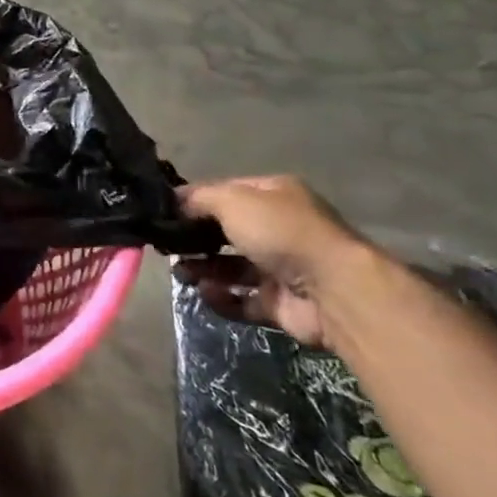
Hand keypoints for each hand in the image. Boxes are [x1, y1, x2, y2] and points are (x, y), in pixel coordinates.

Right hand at [178, 175, 375, 348]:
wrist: (332, 289)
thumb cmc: (279, 232)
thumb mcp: (232, 200)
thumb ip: (198, 198)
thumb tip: (173, 202)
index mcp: (273, 195)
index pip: (226, 193)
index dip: (194, 201)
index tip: (164, 213)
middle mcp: (279, 228)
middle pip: (226, 232)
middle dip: (195, 239)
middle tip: (167, 248)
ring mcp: (281, 268)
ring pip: (232, 267)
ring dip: (204, 269)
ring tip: (181, 273)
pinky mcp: (281, 304)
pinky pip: (242, 299)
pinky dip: (222, 298)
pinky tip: (205, 293)